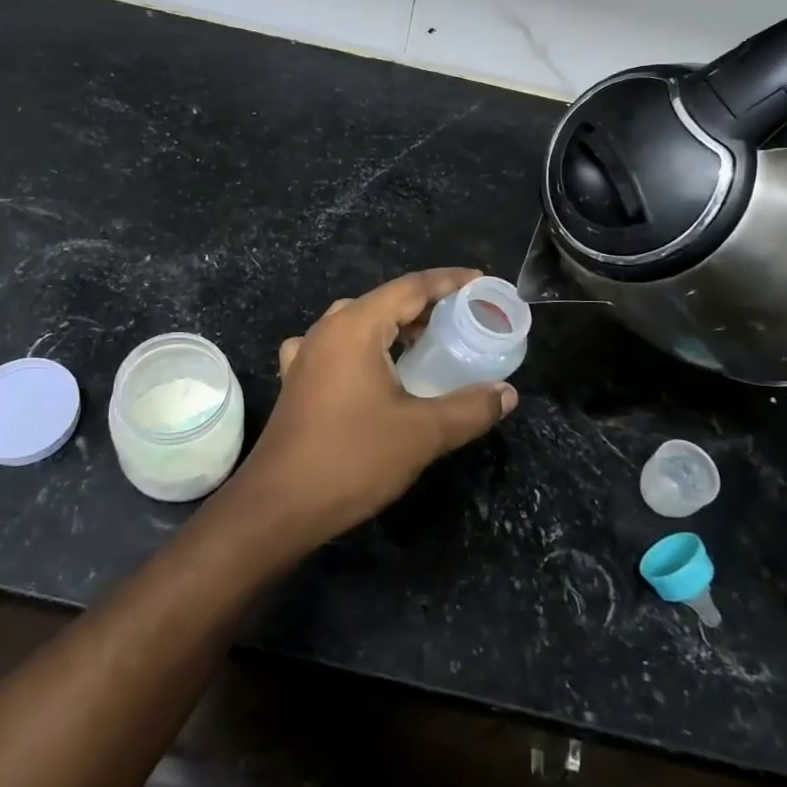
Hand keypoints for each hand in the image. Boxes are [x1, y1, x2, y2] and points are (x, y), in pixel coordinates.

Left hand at [229, 268, 517, 546]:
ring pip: (358, 323)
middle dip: (425, 306)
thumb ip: (470, 408)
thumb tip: (507, 394)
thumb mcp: (422, 433)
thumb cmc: (352, 459)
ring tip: (427, 342)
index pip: (410, 287)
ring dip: (393, 327)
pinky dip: (363, 348)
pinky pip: (336, 347)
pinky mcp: (297, 380)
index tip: (481, 282)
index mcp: (355, 326)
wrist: (279, 505)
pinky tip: (371, 368)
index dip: (449, 281)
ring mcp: (306, 354)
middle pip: (384, 302)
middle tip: (463, 319)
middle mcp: (327, 329)